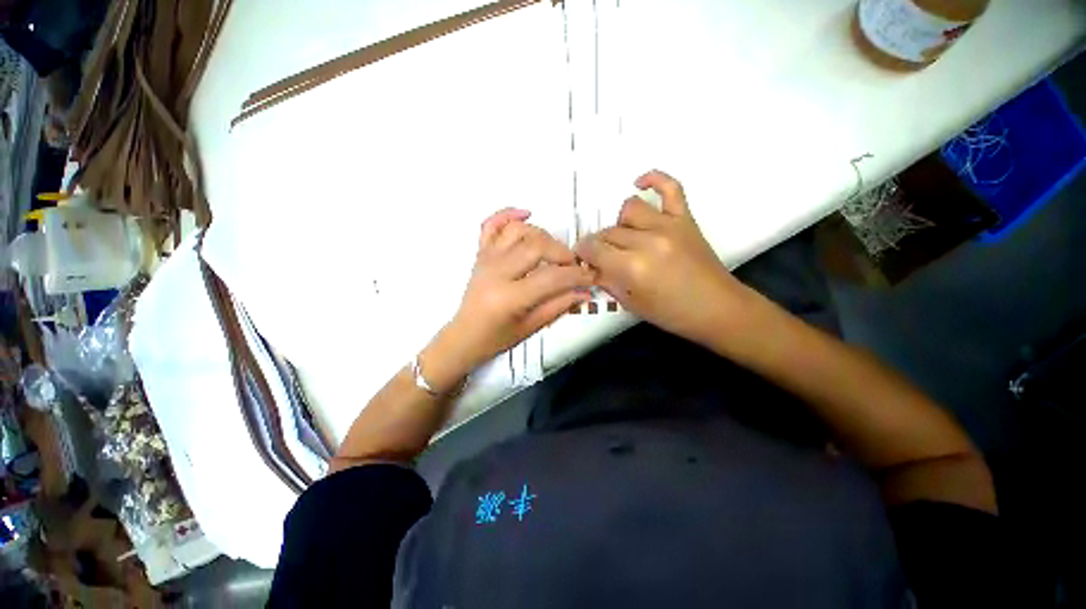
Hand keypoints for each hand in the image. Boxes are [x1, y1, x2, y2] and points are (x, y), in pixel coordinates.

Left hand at [439, 208, 592, 372]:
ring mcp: (486, 259)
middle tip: (572, 265)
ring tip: (553, 250)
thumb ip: (559, 306)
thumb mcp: (531, 327)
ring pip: (517, 230)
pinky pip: (491, 225)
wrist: (465, 335)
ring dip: (542, 235)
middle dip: (562, 253)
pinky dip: (508, 215)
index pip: (551, 277)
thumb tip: (583, 291)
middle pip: (536, 246)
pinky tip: (525, 214)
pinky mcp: (481, 254)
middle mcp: (496, 272)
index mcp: (509, 297)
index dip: (576, 275)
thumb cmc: (495, 337)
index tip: (589, 276)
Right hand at [575, 170, 749, 343]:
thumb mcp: (630, 303)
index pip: (594, 248)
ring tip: (625, 239)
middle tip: (604, 258)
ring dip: (620, 224)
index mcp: (632, 267)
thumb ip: (606, 280)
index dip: (584, 253)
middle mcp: (648, 241)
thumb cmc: (671, 313)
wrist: (717, 308)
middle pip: (609, 231)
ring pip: (629, 209)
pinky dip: (654, 180)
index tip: (583, 258)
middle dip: (600, 245)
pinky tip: (640, 184)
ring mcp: (669, 225)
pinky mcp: (685, 218)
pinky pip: (670, 187)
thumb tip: (591, 265)